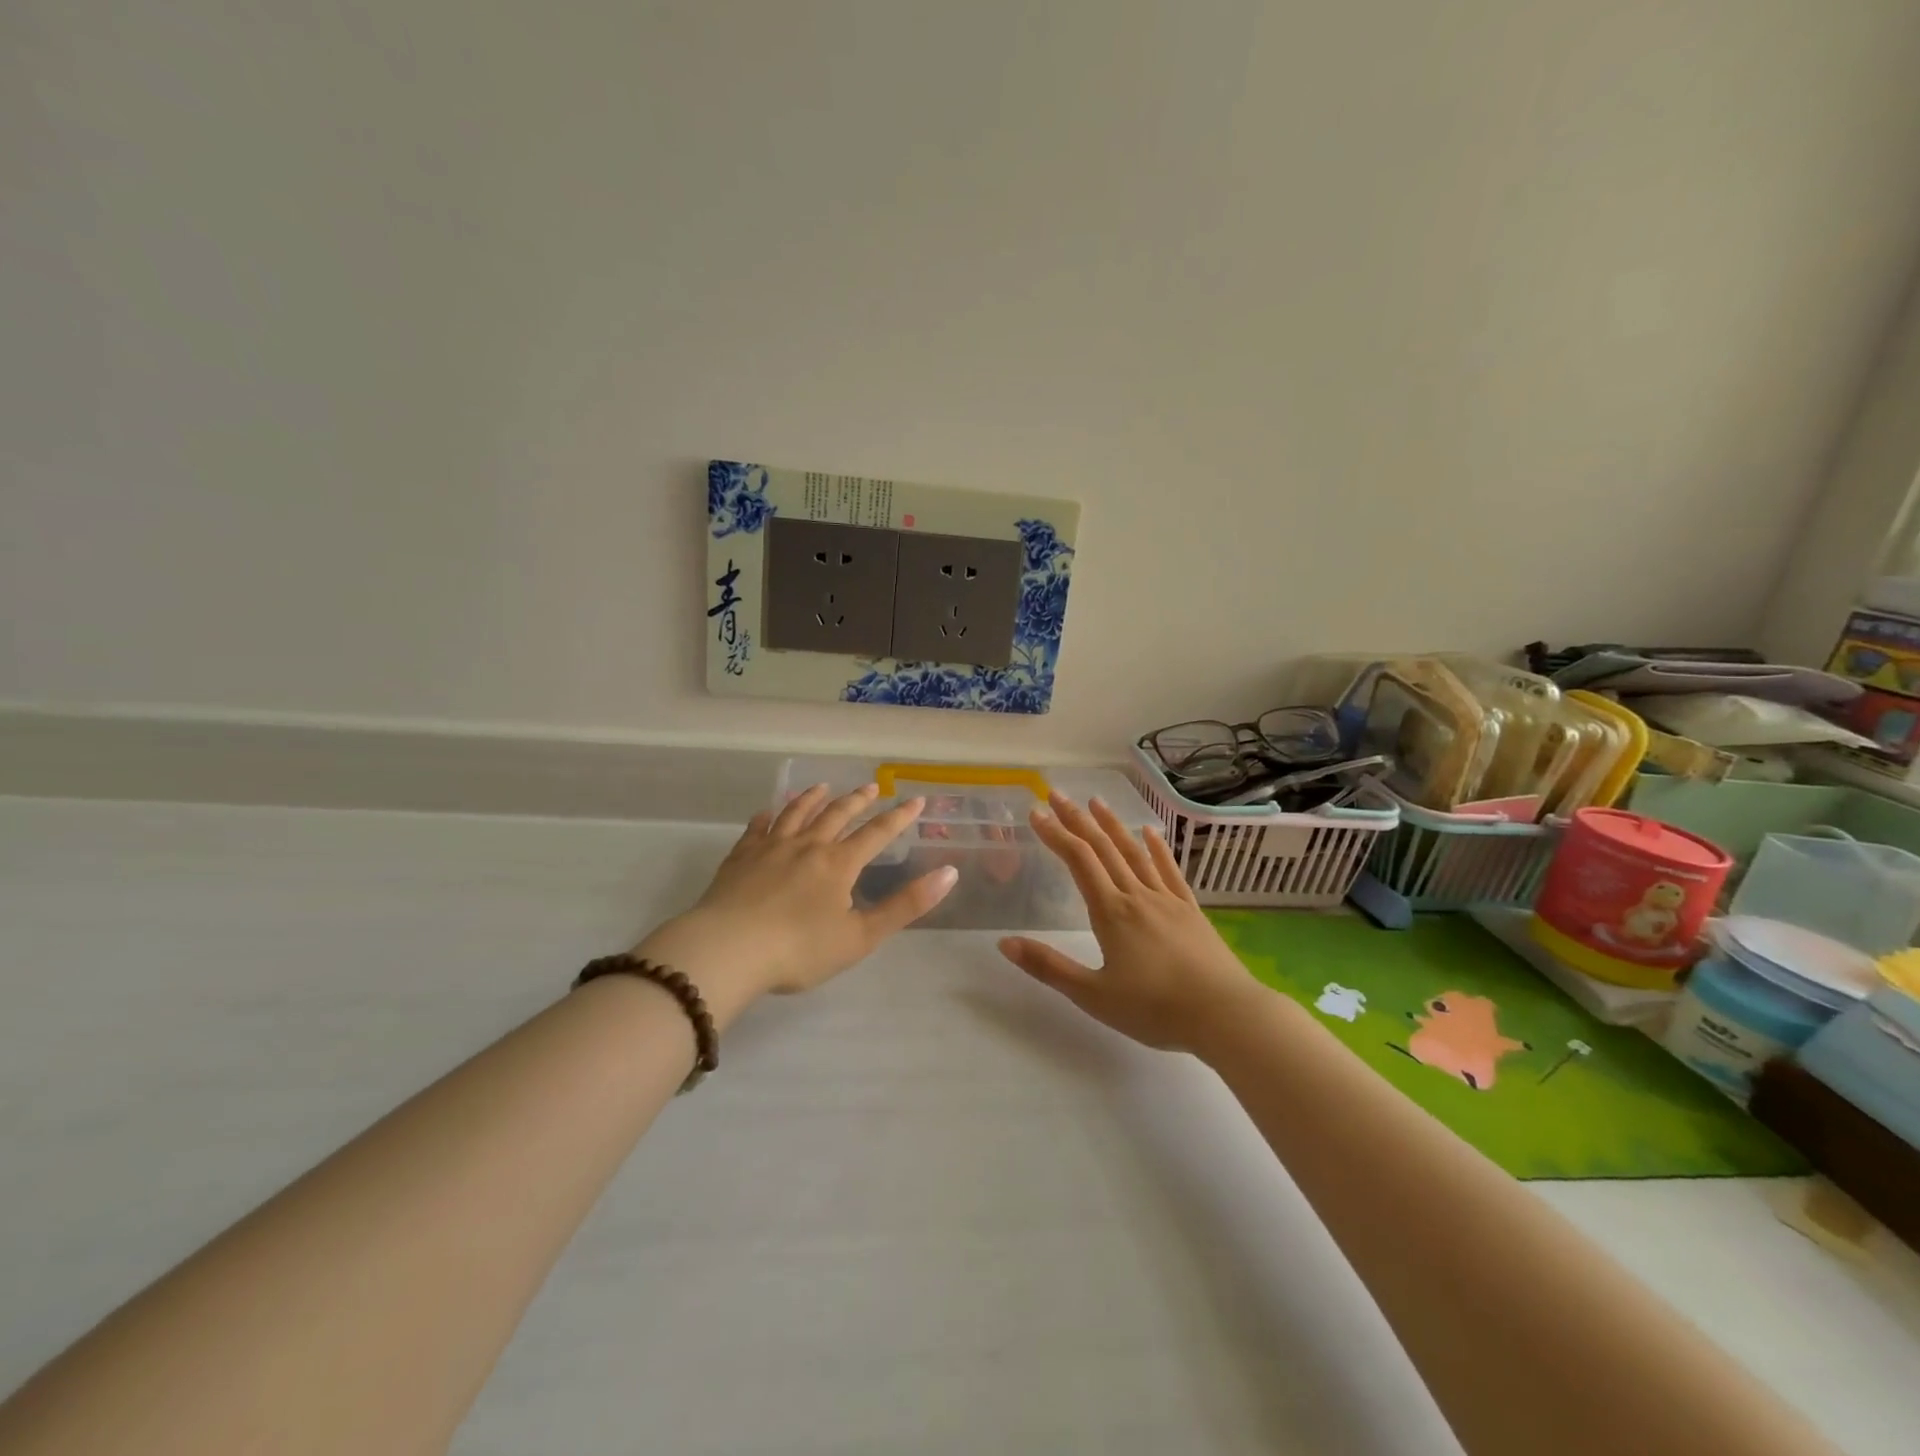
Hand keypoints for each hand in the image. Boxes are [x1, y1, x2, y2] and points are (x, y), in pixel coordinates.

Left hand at [633, 783, 956, 1023]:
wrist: (727, 950)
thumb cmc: (799, 950)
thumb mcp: (861, 936)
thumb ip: (906, 905)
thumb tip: (949, 873)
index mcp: (838, 864)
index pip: (876, 834)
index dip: (899, 817)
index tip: (916, 801)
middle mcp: (807, 846)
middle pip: (837, 815)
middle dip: (857, 800)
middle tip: (870, 786)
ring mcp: (770, 848)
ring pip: (796, 813)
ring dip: (813, 798)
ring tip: (823, 787)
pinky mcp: (740, 857)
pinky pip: (757, 828)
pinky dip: (768, 816)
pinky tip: (768, 812)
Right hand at [998, 793, 1270, 1053]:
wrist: (1226, 1015)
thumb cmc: (1155, 1009)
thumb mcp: (1093, 995)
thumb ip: (1048, 967)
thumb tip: (1004, 942)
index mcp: (1111, 912)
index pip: (1078, 861)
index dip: (1056, 834)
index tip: (1036, 812)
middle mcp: (1137, 895)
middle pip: (1103, 848)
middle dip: (1077, 819)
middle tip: (1057, 794)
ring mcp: (1167, 899)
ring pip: (1135, 852)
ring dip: (1113, 825)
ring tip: (1096, 802)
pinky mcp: (1191, 910)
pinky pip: (1170, 870)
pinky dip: (1157, 848)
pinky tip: (1150, 833)